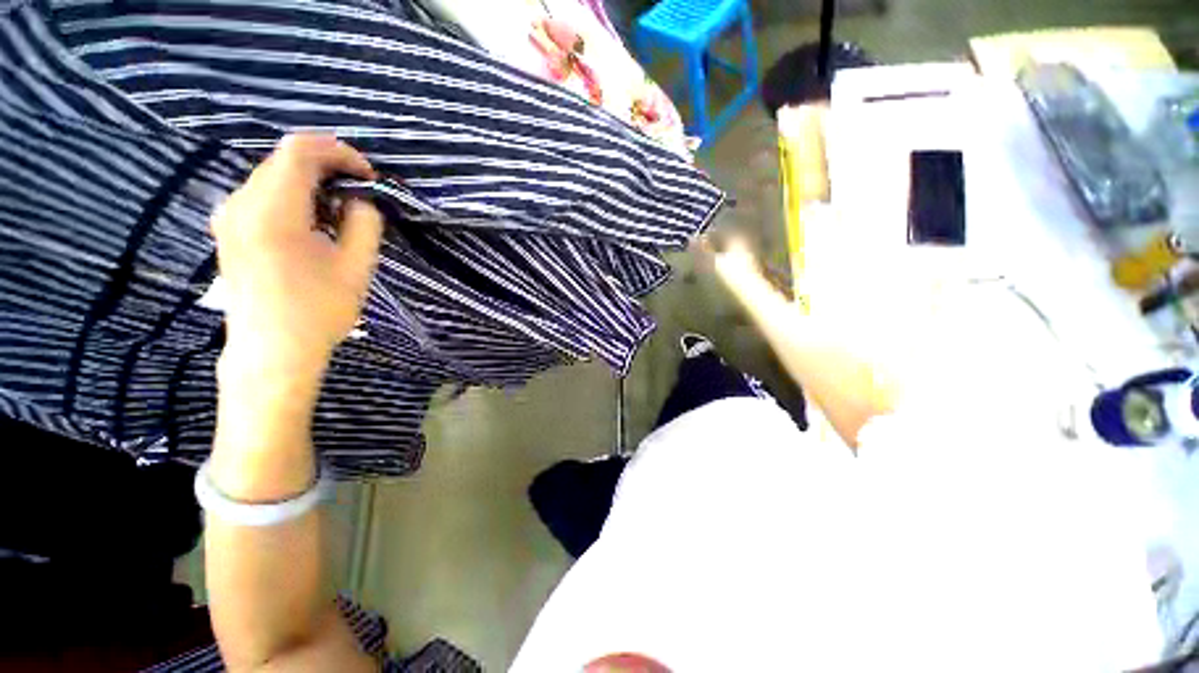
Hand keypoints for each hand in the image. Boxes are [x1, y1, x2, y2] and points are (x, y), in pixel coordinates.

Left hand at [210, 134, 382, 378]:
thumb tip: (360, 198)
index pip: (300, 151)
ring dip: (311, 182)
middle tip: (360, 192)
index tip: (368, 176)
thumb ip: (364, 222)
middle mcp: (241, 204)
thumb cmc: (318, 311)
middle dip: (327, 166)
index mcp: (272, 211)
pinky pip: (262, 195)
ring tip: (340, 209)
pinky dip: (293, 196)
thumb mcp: (356, 266)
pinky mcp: (229, 230)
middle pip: (284, 160)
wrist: (272, 350)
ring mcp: (229, 216)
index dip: (339, 153)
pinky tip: (313, 221)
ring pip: (273, 175)